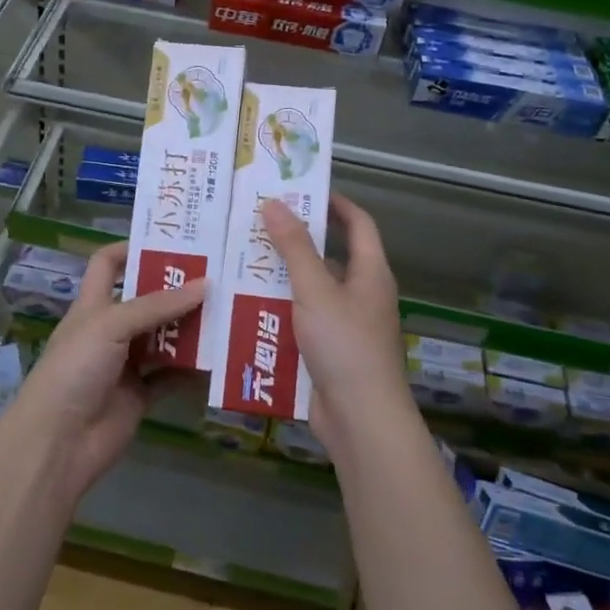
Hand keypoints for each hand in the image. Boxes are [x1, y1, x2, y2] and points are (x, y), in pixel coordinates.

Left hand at [0, 242, 204, 501]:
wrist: (58, 442)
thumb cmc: (75, 369)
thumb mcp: (111, 325)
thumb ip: (157, 306)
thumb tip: (205, 283)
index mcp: (93, 305)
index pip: (108, 264)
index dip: (132, 248)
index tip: (171, 241)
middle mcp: (110, 330)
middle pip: (146, 300)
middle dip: (177, 289)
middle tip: (219, 274)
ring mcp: (126, 364)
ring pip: (164, 338)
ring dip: (192, 327)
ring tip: (230, 309)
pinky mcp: (141, 395)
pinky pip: (172, 376)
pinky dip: (193, 369)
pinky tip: (222, 356)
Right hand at [260, 193, 409, 452]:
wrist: (361, 420)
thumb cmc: (345, 345)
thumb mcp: (315, 290)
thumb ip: (294, 247)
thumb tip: (275, 202)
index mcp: (370, 273)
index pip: (359, 224)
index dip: (335, 203)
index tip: (302, 188)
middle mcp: (361, 295)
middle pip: (328, 257)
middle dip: (294, 241)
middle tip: (255, 225)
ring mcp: (344, 326)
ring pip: (309, 291)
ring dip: (280, 278)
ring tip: (240, 261)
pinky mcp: (327, 352)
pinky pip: (300, 322)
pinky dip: (277, 312)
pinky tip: (245, 307)